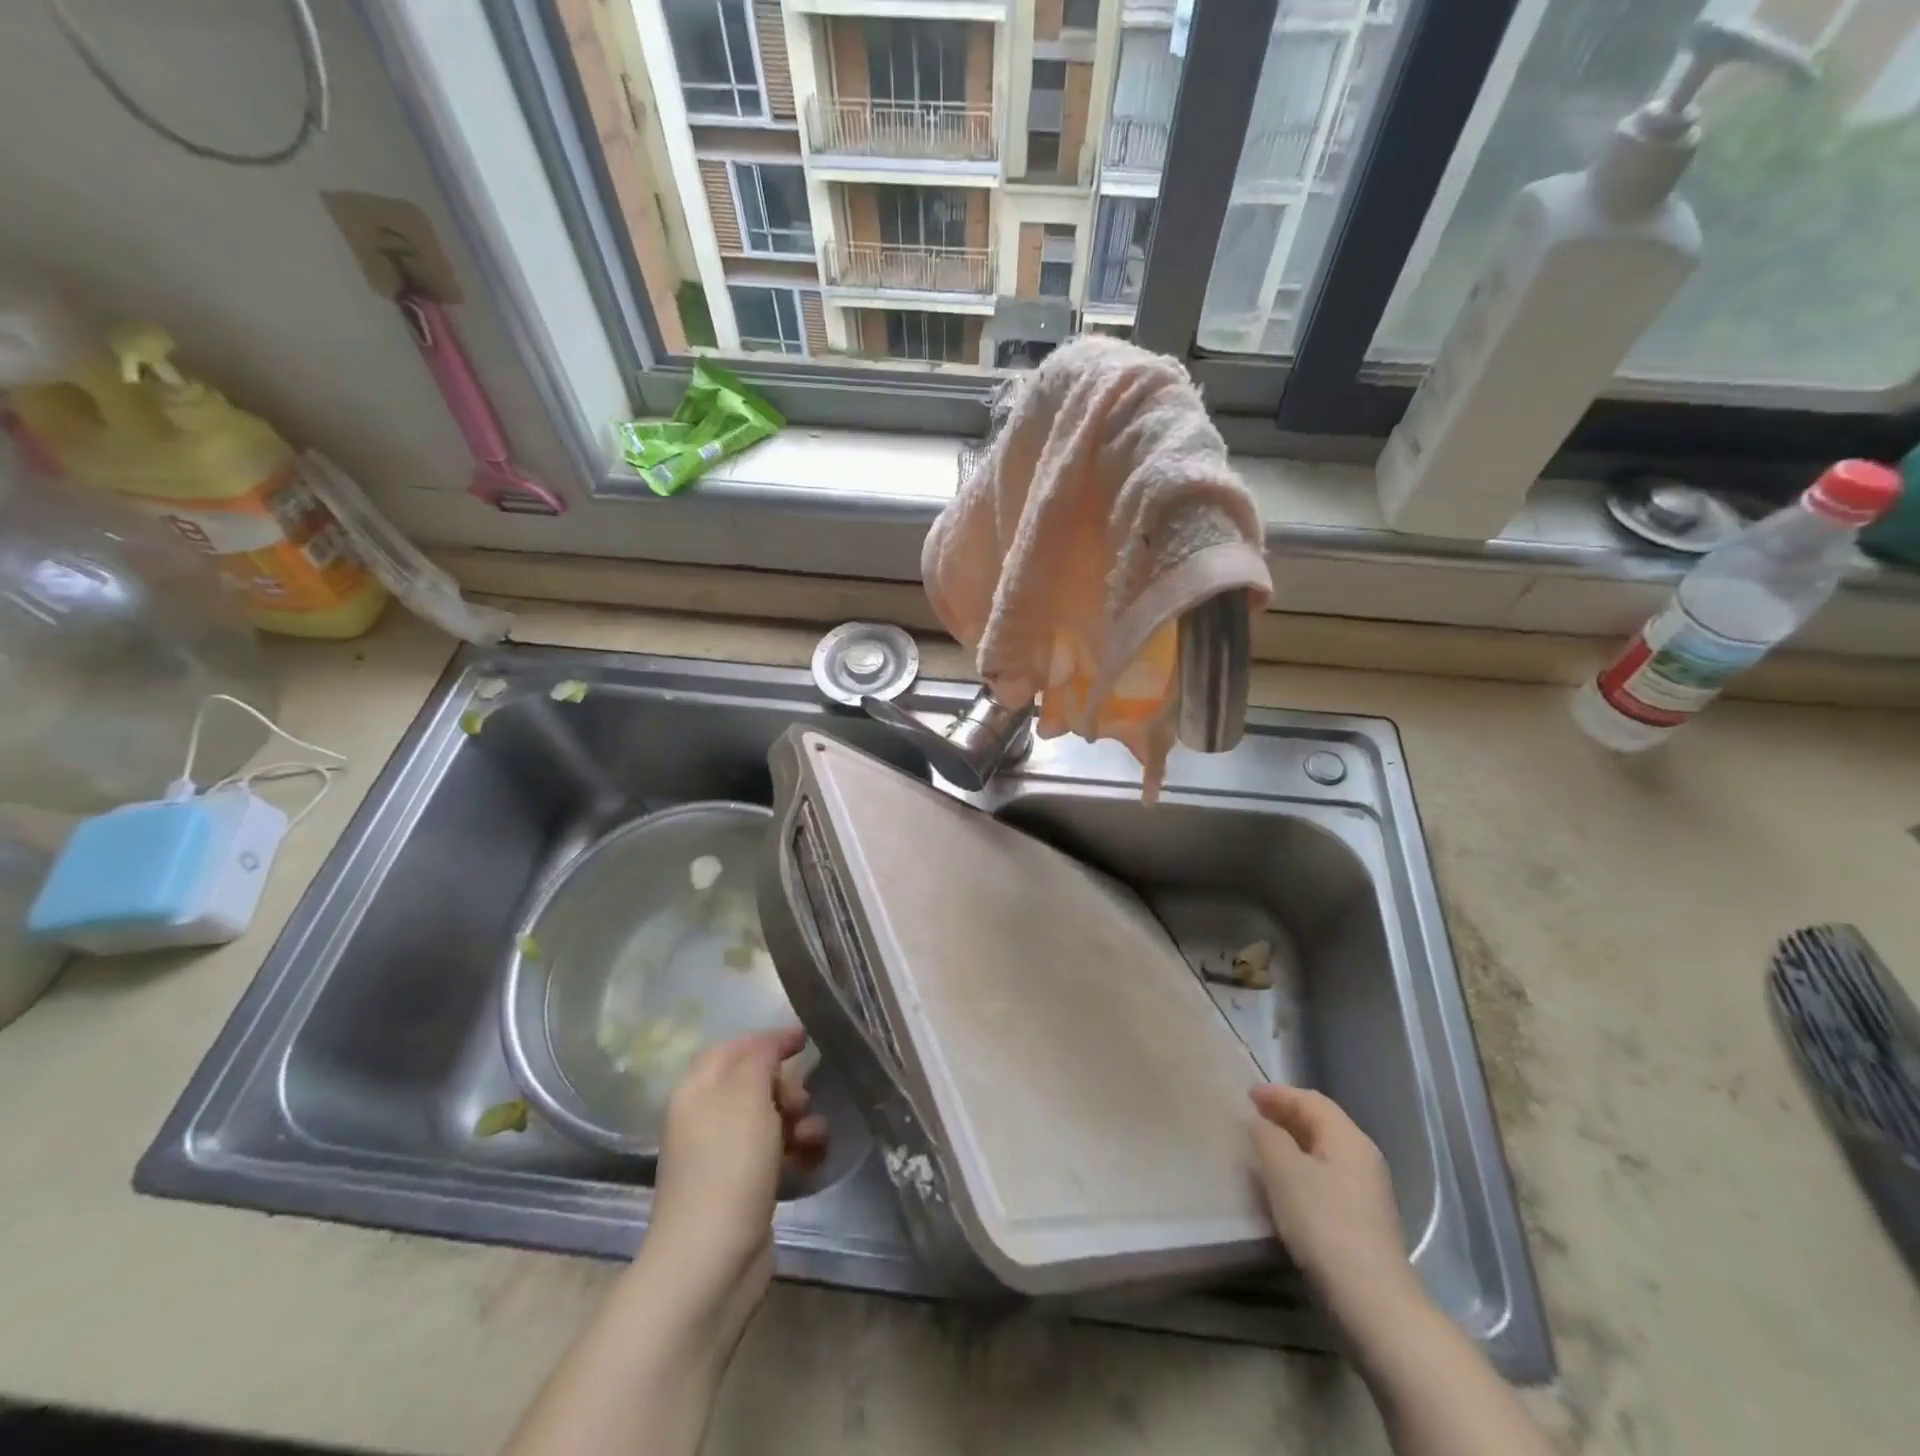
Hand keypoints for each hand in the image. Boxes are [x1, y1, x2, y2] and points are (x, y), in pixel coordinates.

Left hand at [642, 1028, 827, 1325]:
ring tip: (814, 1137)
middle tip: (804, 1101)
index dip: (769, 1039)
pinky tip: (814, 1159)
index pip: (734, 1047)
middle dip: (789, 1085)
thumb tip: (772, 1043)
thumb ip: (761, 1056)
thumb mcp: (747, 1094)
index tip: (807, 1038)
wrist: (711, 1260)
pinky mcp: (742, 1188)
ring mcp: (723, 1156)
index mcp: (698, 1090)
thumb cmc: (728, 1164)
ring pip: (770, 1119)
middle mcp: (706, 1118)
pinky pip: (775, 1154)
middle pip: (755, 1083)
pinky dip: (796, 1151)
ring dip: (799, 1120)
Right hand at [1249, 1084, 1420, 1334]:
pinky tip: (1283, 1186)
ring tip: (1261, 1149)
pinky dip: (1301, 1169)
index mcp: (1348, 1138)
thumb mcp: (1284, 1171)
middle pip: (1320, 1123)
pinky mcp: (1362, 1220)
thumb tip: (1261, 1123)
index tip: (1246, 1096)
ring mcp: (1367, 1191)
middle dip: (1284, 1116)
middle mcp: (1363, 1157)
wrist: (1372, 1301)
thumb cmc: (1324, 1223)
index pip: (1310, 1100)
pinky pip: (1325, 1177)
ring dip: (1291, 1144)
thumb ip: (1267, 1136)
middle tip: (1251, 1118)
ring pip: (1322, 1152)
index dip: (1277, 1094)